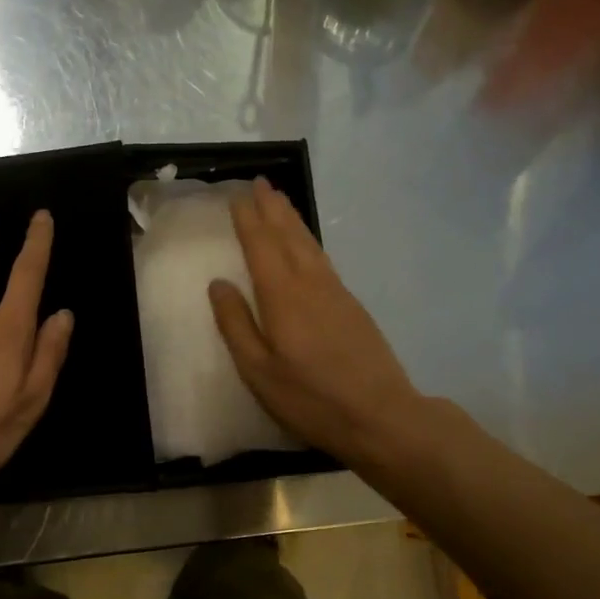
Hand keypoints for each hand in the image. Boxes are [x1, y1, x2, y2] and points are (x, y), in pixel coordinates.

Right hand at [208, 178, 425, 466]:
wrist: (380, 415)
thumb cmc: (310, 398)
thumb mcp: (258, 371)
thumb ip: (236, 325)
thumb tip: (218, 283)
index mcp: (283, 297)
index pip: (261, 246)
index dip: (248, 219)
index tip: (237, 195)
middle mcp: (310, 284)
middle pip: (288, 236)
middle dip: (272, 208)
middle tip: (259, 182)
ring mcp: (336, 292)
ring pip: (309, 245)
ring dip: (292, 219)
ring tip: (280, 201)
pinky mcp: (352, 306)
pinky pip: (323, 259)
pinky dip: (309, 241)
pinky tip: (306, 245)